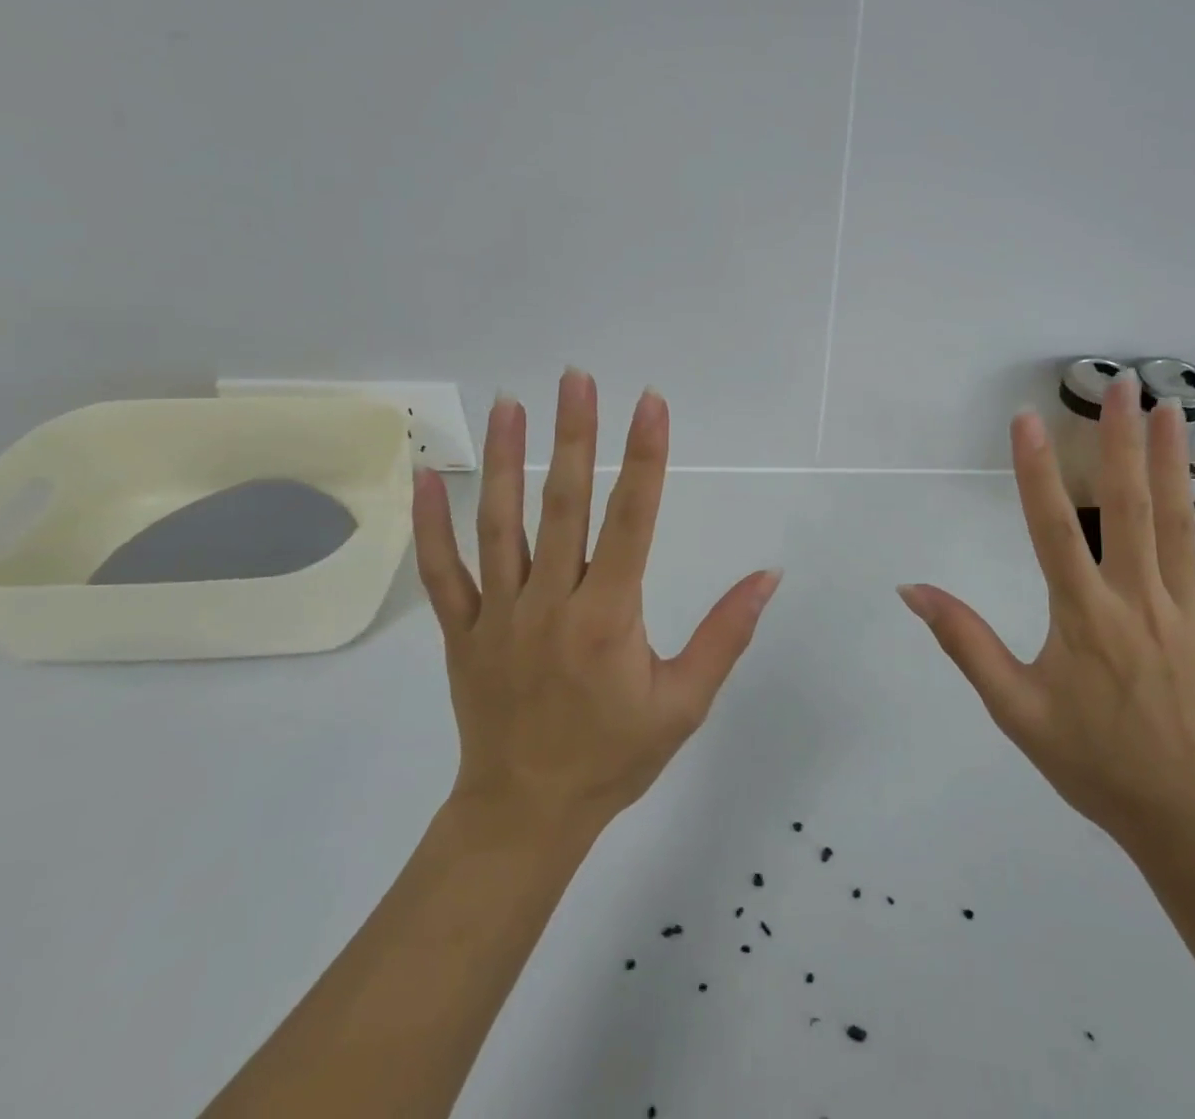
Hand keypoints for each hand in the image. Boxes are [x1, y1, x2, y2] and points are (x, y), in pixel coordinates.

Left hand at [412, 369, 782, 837]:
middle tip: (575, 379)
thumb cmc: (614, 756)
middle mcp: (550, 603)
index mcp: (608, 617)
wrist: (525, 814)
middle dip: (575, 436)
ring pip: (500, 524)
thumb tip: (768, 575)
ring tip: (509, 403)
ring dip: (505, 459)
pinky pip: (442, 571)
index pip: (632, 521)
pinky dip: (429, 523)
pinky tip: (425, 475)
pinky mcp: (461, 630)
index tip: (650, 404)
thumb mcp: (685, 702)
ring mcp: (498, 614)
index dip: (644, 458)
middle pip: (565, 505)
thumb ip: (726, 633)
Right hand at [899, 371, 1194, 853]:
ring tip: (1168, 407)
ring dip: (1173, 462)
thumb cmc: (1085, 758)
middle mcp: (1136, 603)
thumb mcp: (1012, 707)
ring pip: (1181, 526)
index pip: (1053, 531)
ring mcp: (1186, 613)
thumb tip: (913, 589)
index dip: (1036, 472)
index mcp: (1083, 618)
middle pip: (1128, 510)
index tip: (1027, 420)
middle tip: (1120, 386)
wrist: (1177, 812)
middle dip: (1120, 443)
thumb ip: (965, 642)